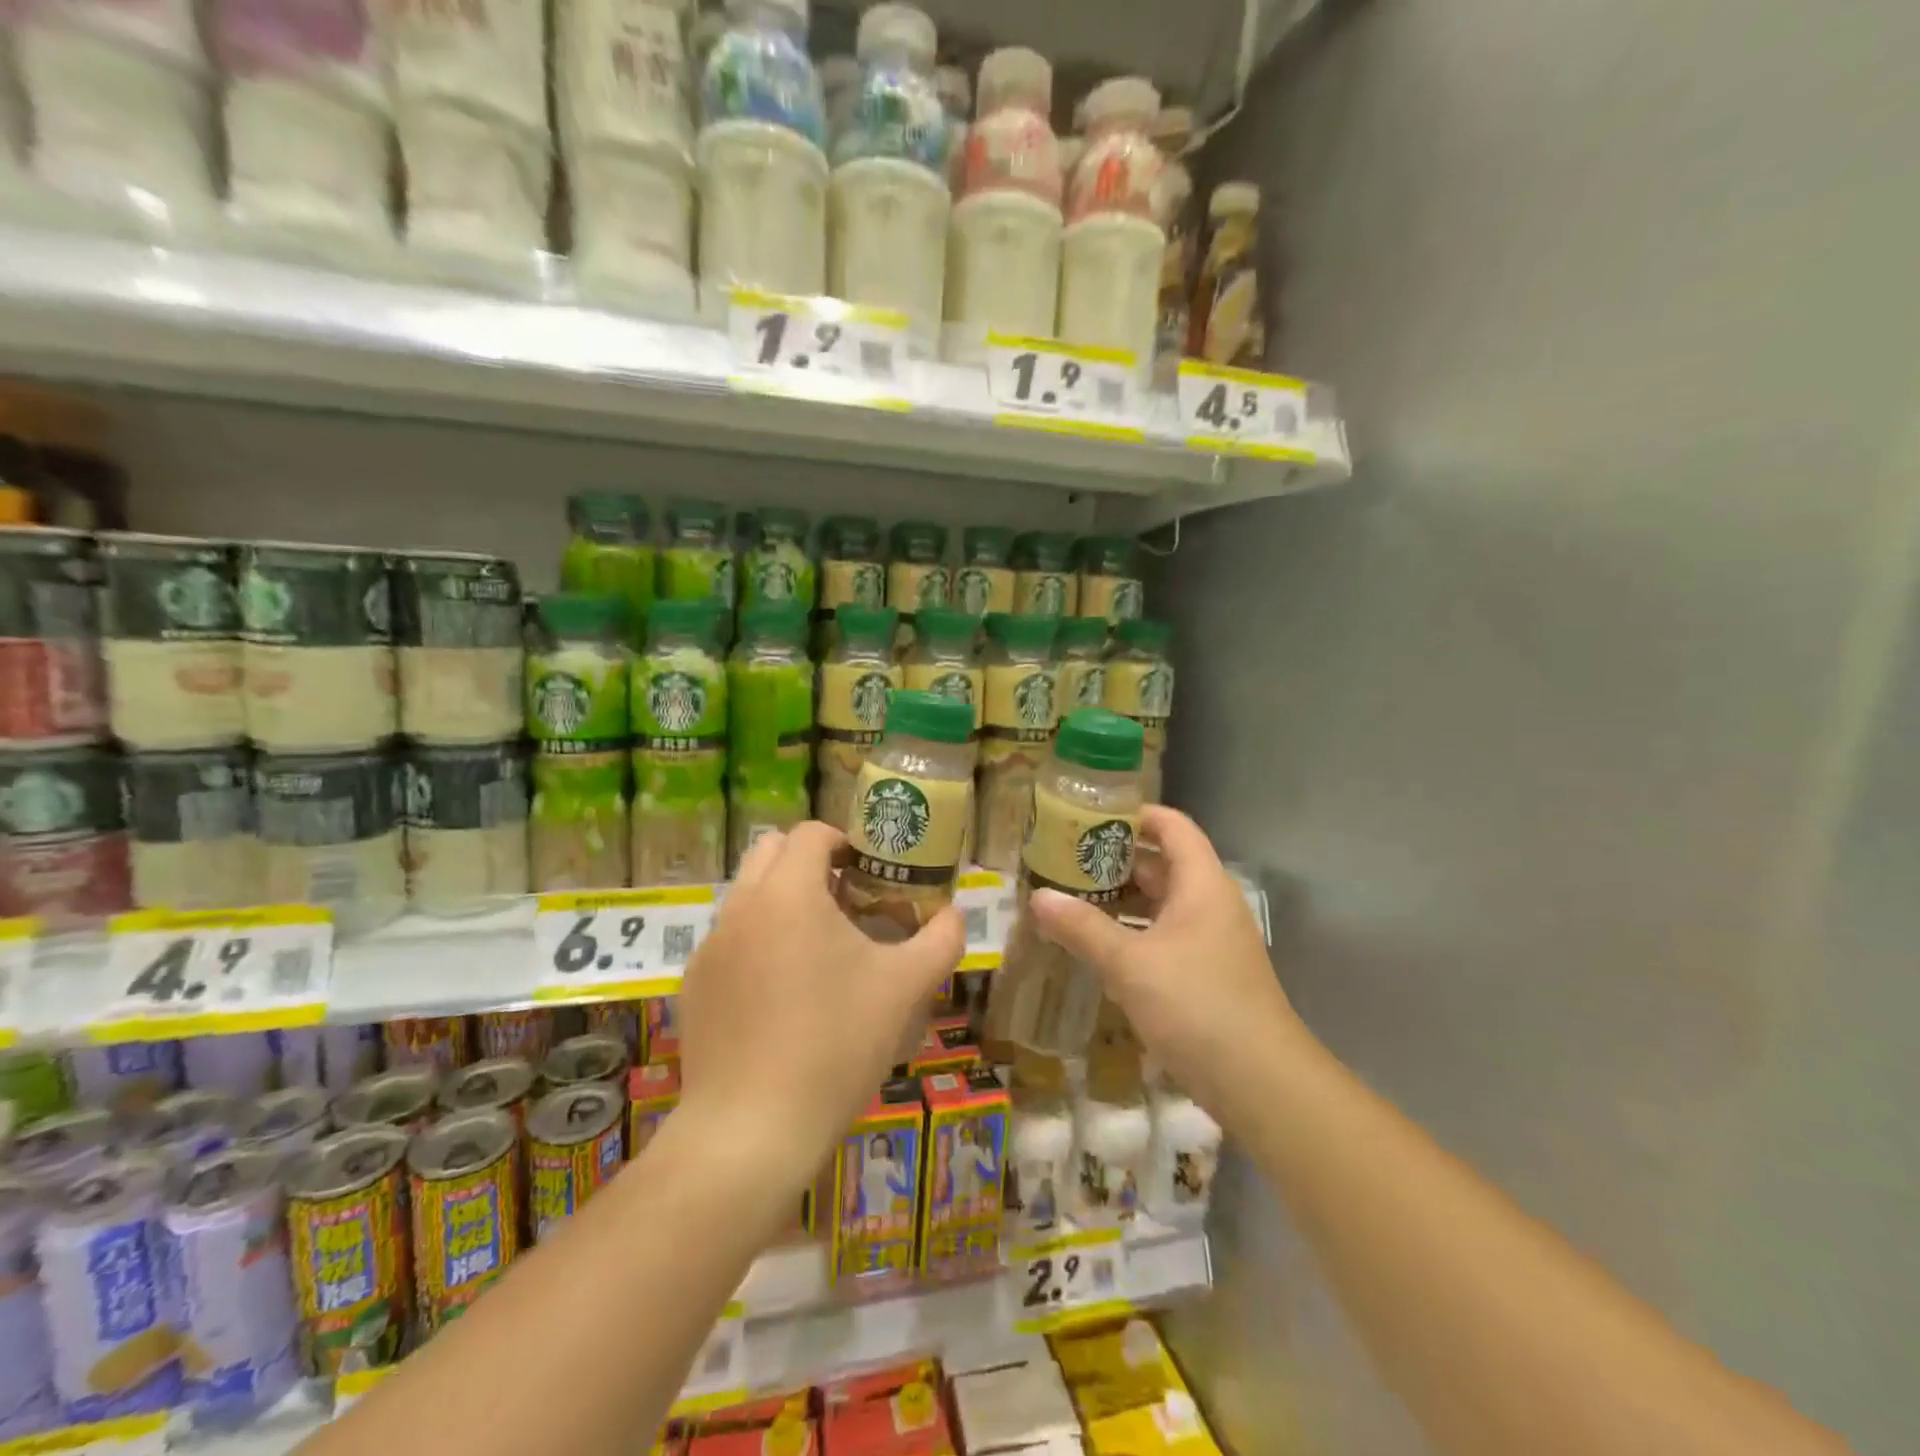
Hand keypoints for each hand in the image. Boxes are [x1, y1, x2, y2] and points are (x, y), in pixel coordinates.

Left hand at [676, 822, 964, 1197]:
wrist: (752, 1131)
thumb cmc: (836, 1044)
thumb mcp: (906, 988)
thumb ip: (941, 939)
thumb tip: (954, 914)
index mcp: (788, 893)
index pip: (811, 833)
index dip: (846, 842)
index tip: (871, 873)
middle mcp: (740, 907)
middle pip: (771, 851)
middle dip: (809, 863)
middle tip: (846, 901)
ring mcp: (710, 947)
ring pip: (748, 896)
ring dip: (783, 902)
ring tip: (820, 951)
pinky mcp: (694, 987)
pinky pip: (730, 941)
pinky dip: (758, 943)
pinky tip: (783, 997)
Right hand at [1029, 805, 1301, 1123]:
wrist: (1261, 1082)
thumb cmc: (1196, 1005)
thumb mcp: (1130, 963)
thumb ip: (1082, 927)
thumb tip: (1037, 898)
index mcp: (1201, 884)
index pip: (1172, 826)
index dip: (1134, 814)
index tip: (1088, 815)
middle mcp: (1210, 903)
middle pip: (1163, 863)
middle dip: (1115, 858)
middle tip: (1065, 858)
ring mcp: (1211, 940)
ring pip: (1161, 902)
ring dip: (1121, 898)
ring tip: (1072, 897)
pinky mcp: (1206, 972)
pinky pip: (1164, 935)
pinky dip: (1133, 931)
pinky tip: (1098, 945)